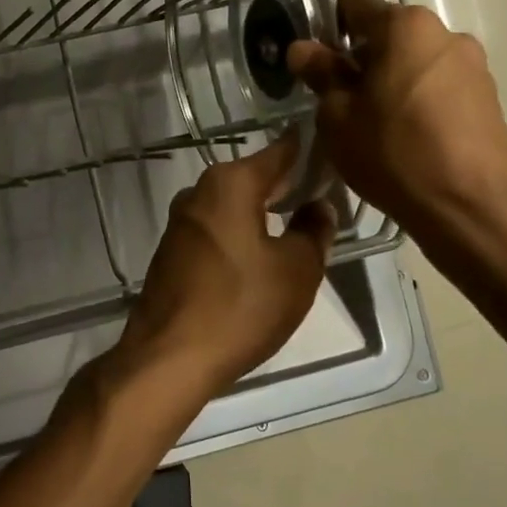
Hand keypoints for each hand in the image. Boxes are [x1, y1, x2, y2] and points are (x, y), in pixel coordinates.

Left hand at [121, 135, 335, 398]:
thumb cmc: (241, 307)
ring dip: (264, 210)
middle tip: (327, 196)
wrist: (169, 356)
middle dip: (289, 184)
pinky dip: (241, 231)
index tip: (336, 153)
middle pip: (254, 177)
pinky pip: (217, 227)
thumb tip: (318, 206)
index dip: (310, 150)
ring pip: (234, 203)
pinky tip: (262, 252)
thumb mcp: (296, 269)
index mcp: (229, 183)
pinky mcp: (173, 249)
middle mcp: (199, 191)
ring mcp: (181, 221)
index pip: (280, 151)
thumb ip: (313, 230)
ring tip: (301, 226)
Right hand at [287, 0, 506, 248]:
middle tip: (336, 99)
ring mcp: (473, 65)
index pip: (352, 6)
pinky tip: (405, 137)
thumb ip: (321, 74)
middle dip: (359, 58)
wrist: (470, 208)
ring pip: (413, 62)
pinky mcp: (489, 97)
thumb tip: (302, 49)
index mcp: (405, 26)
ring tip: (371, 123)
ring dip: (389, 80)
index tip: (311, 61)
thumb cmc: (393, 153)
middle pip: (387, 35)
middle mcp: (445, 33)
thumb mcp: (338, 116)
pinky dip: (416, 100)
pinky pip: (438, 86)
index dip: (324, 29)